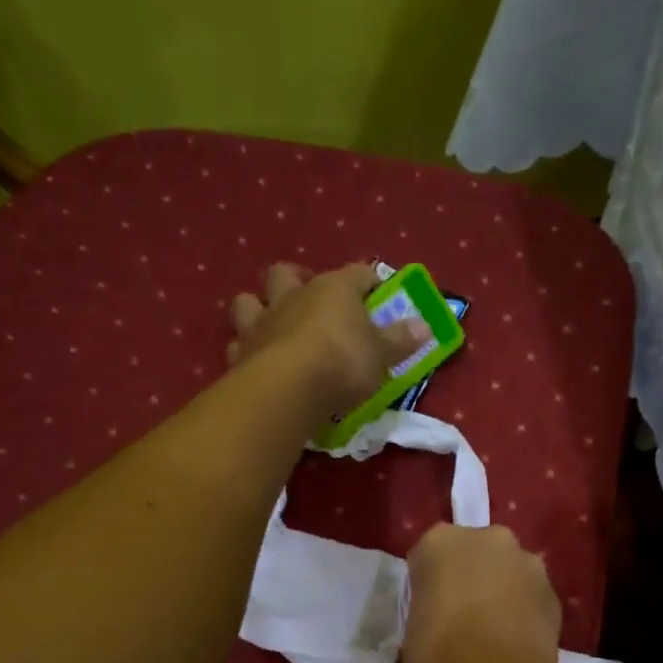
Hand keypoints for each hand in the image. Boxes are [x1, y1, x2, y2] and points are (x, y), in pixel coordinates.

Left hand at [228, 262, 431, 417]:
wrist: (289, 389)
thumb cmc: (343, 362)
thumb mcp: (382, 354)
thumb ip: (400, 339)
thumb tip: (425, 325)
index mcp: (332, 289)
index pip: (356, 273)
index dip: (369, 281)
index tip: (378, 292)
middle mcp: (292, 297)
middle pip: (287, 273)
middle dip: (297, 280)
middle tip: (309, 298)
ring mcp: (261, 324)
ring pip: (249, 301)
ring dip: (257, 307)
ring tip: (271, 324)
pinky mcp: (240, 354)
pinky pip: (237, 344)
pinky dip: (245, 350)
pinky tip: (254, 360)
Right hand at [403, 524, 562, 662]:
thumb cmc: (436, 655)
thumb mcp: (411, 633)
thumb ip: (426, 615)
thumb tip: (434, 630)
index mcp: (441, 542)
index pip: (429, 556)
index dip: (429, 584)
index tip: (428, 610)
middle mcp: (487, 539)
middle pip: (475, 553)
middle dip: (471, 578)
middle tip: (461, 617)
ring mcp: (527, 563)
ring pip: (509, 572)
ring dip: (502, 592)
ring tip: (493, 635)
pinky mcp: (554, 593)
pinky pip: (532, 598)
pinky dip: (525, 613)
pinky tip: (516, 645)